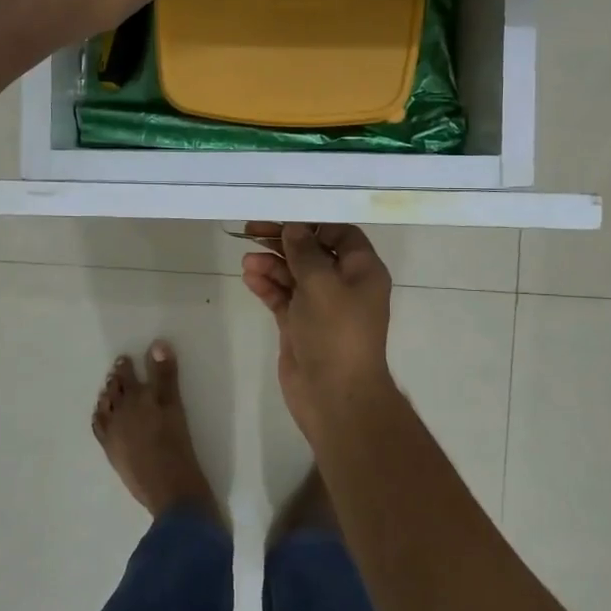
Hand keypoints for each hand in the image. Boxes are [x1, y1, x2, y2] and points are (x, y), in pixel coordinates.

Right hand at [240, 223, 396, 441]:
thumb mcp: (321, 283)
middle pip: (312, 251)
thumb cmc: (336, 333)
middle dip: (283, 240)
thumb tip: (294, 228)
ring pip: (293, 274)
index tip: (282, 215)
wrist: (334, 395)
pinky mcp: (300, 324)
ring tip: (247, 261)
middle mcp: (343, 285)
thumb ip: (305, 251)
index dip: (313, 222)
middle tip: (251, 230)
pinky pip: (282, 296)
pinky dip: (267, 285)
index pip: (340, 234)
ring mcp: (320, 306)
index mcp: (362, 271)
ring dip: (271, 264)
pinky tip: (249, 277)